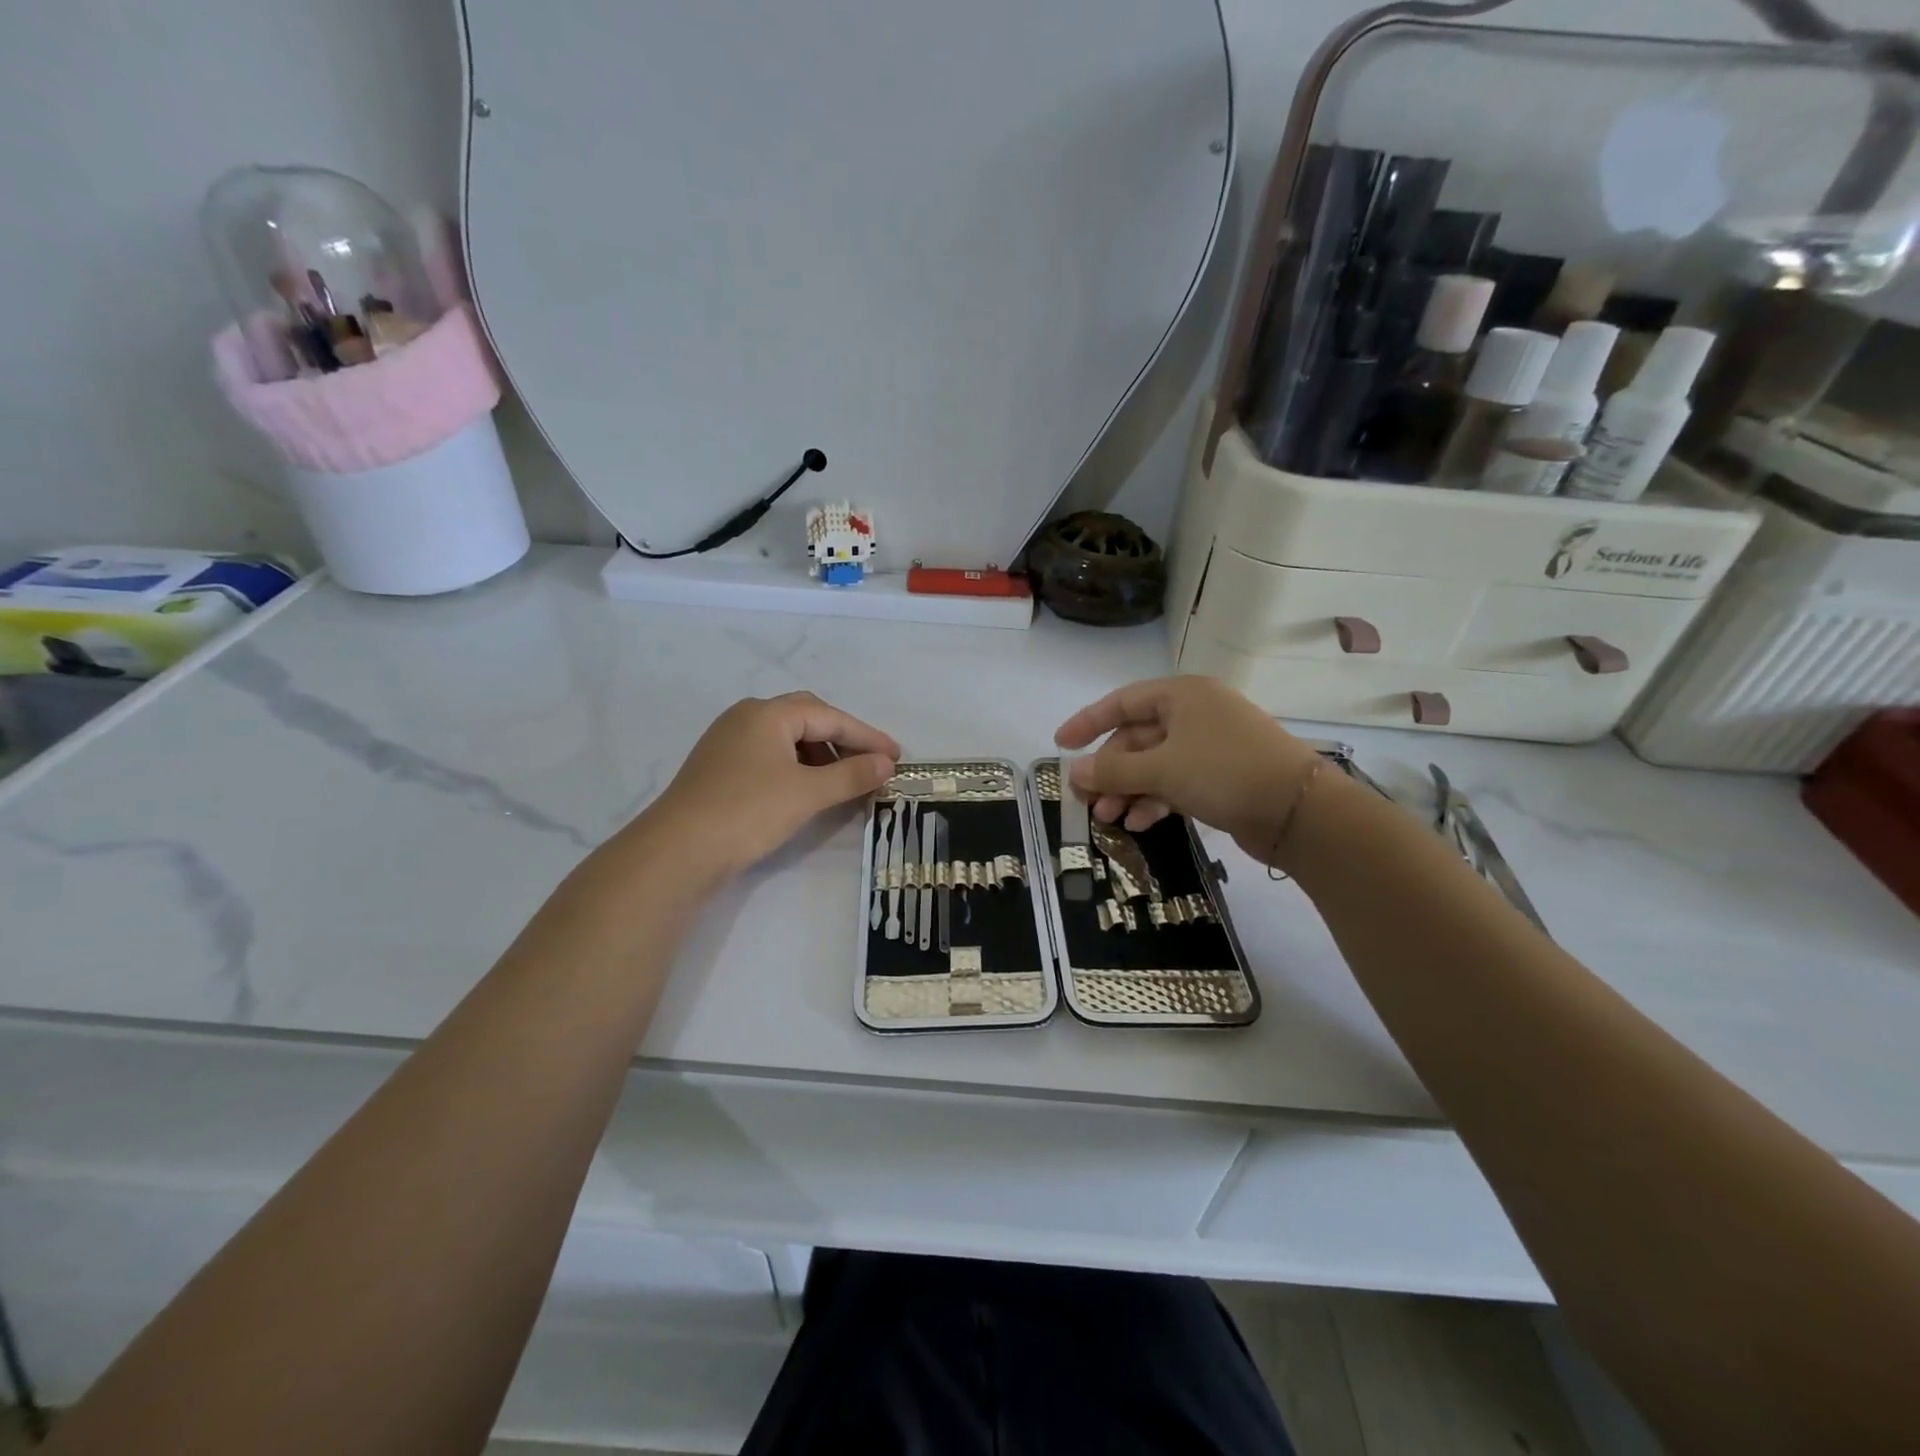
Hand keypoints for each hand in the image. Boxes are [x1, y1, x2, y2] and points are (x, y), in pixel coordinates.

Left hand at [642, 692, 899, 880]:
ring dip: (820, 757)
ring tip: (842, 783)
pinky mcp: (718, 769)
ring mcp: (728, 743)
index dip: (866, 736)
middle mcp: (746, 718)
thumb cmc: (748, 811)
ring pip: (787, 740)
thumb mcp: (808, 793)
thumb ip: (851, 775)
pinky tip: (806, 792)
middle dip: (842, 741)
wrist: (678, 851)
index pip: (829, 716)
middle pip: (807, 719)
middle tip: (869, 765)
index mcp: (767, 713)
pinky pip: (769, 758)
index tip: (896, 756)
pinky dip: (796, 769)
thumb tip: (887, 763)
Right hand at [1054, 676, 1319, 861]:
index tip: (1060, 745)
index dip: (1088, 722)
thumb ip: (1113, 770)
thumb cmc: (1224, 772)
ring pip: (1155, 763)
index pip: (1122, 702)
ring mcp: (1210, 746)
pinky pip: (1175, 781)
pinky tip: (1141, 823)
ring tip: (1109, 819)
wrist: (1299, 811)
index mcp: (1181, 695)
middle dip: (1110, 770)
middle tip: (1087, 800)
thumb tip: (1074, 772)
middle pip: (1137, 738)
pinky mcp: (1222, 776)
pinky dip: (1155, 799)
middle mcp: (1195, 714)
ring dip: (1129, 790)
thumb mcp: (1161, 769)